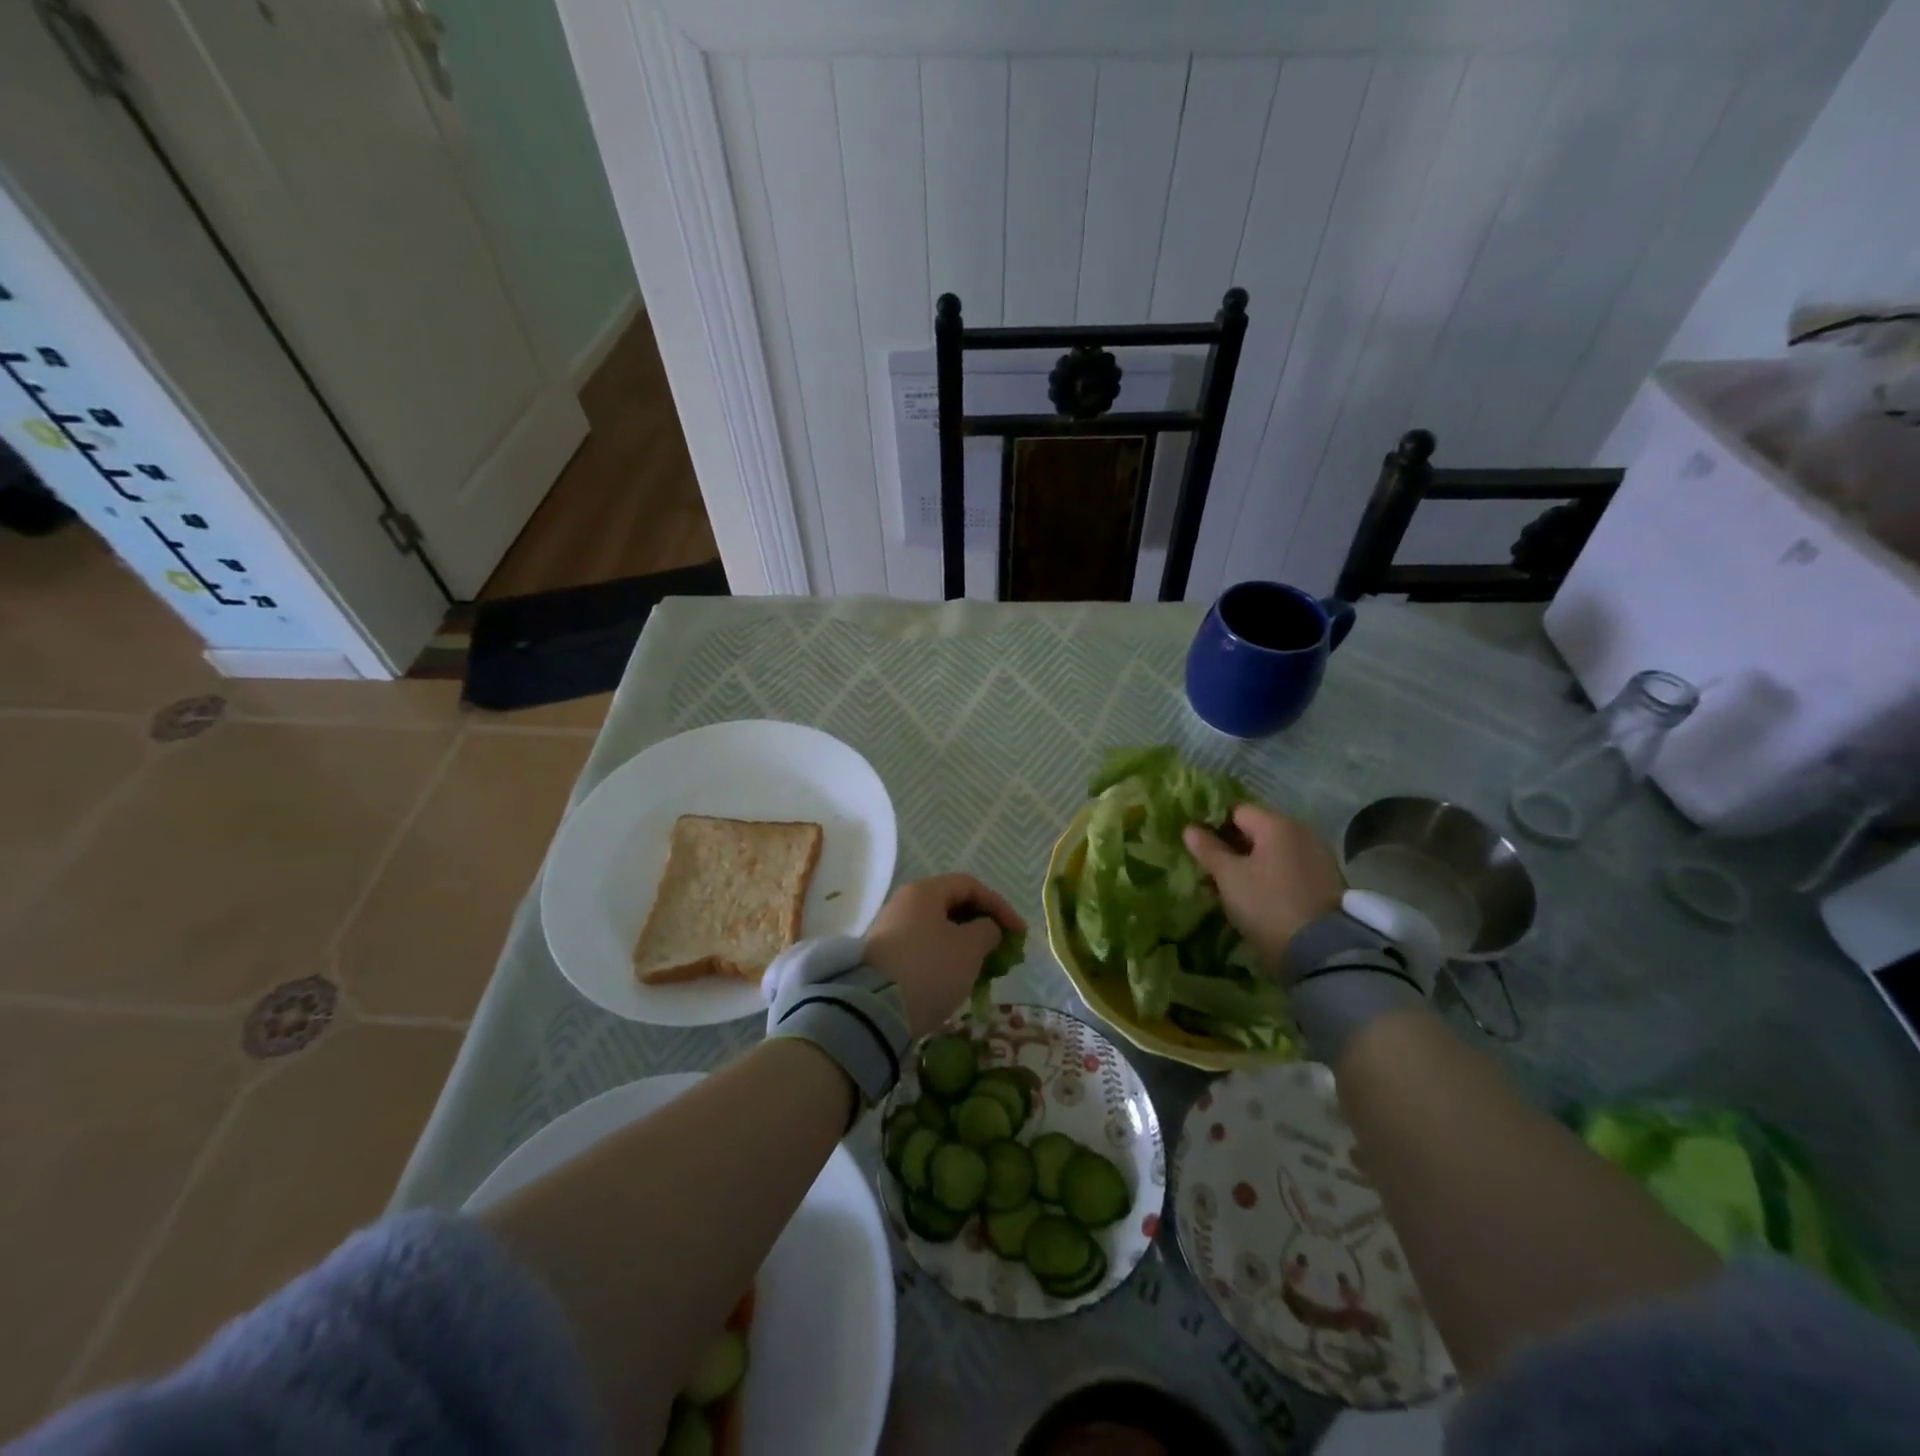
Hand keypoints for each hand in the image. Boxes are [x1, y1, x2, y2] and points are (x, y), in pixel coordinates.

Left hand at [864, 874, 1025, 1037]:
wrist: (874, 1008)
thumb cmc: (930, 968)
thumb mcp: (970, 948)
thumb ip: (987, 931)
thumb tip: (985, 928)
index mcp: (925, 891)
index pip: (970, 885)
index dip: (999, 906)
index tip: (1018, 932)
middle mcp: (905, 902)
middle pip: (951, 905)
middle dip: (981, 925)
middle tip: (1001, 949)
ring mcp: (891, 929)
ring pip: (937, 928)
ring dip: (964, 944)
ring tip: (982, 967)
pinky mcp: (884, 956)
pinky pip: (923, 948)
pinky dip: (945, 958)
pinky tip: (955, 979)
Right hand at [1184, 805, 1343, 975]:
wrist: (1321, 950)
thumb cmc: (1267, 903)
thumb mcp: (1229, 876)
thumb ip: (1208, 849)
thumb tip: (1190, 828)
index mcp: (1276, 824)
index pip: (1236, 810)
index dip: (1213, 824)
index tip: (1198, 846)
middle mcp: (1300, 832)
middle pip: (1255, 830)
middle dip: (1230, 846)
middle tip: (1209, 869)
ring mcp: (1316, 857)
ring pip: (1271, 851)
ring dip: (1248, 863)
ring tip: (1228, 887)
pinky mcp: (1323, 881)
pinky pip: (1286, 868)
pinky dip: (1268, 876)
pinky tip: (1254, 896)